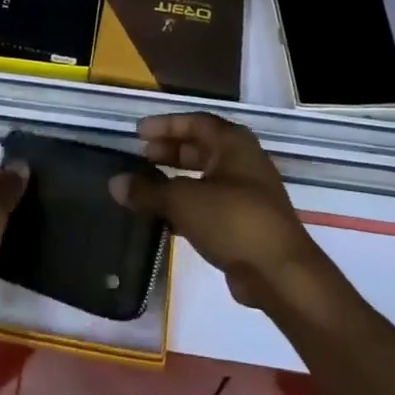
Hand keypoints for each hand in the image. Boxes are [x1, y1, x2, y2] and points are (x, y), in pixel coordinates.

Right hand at [109, 114, 328, 309]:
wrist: (280, 273)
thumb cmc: (232, 220)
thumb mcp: (183, 201)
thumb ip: (148, 191)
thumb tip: (115, 183)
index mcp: (233, 143)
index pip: (195, 122)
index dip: (165, 125)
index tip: (138, 133)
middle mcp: (243, 161)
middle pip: (201, 147)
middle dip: (170, 151)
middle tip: (141, 157)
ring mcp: (248, 192)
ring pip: (205, 177)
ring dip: (177, 179)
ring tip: (147, 187)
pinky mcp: (246, 222)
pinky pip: (211, 202)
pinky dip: (188, 204)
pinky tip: (165, 217)